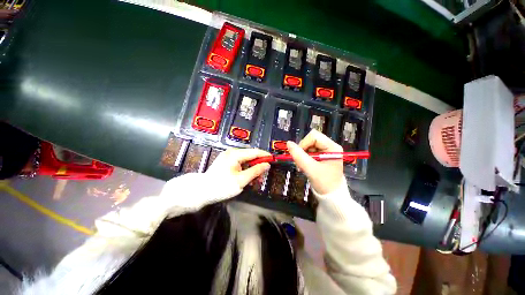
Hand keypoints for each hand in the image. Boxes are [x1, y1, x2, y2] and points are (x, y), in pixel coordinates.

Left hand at [207, 148, 270, 189]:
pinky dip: (245, 170)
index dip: (265, 156)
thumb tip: (267, 165)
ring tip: (255, 180)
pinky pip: (240, 163)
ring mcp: (228, 156)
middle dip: (258, 165)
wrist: (201, 191)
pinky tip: (247, 178)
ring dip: (252, 169)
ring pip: (246, 160)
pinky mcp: (226, 161)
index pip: (255, 152)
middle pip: (251, 156)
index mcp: (235, 154)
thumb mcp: (241, 180)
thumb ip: (255, 171)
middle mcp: (232, 152)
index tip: (274, 160)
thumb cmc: (221, 186)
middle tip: (262, 177)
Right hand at [287, 130, 343, 194]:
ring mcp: (325, 150)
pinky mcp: (321, 155)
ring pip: (308, 145)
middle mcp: (330, 146)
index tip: (299, 156)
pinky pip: (309, 150)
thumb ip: (299, 156)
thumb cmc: (324, 183)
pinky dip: (304, 157)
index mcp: (332, 147)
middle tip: (301, 162)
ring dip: (303, 154)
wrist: (331, 196)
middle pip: (311, 139)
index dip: (304, 144)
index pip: (314, 136)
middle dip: (303, 150)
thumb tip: (288, 143)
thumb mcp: (310, 169)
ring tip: (303, 166)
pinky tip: (305, 165)